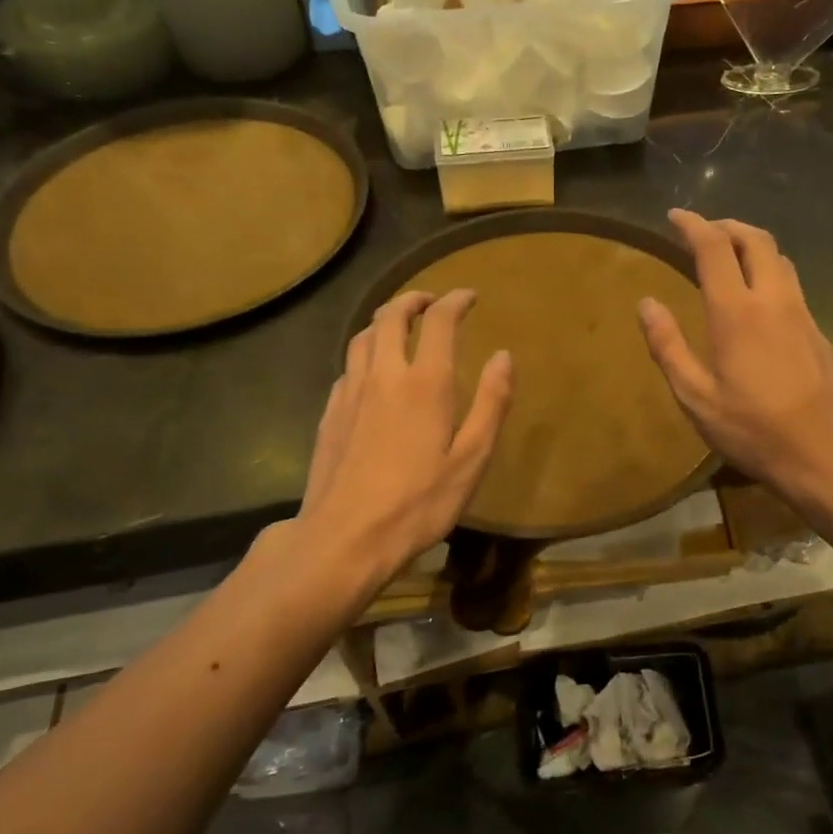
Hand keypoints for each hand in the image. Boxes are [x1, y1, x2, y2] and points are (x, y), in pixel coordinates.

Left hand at [292, 290, 512, 600]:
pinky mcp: (329, 413)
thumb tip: (503, 356)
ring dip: (384, 321)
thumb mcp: (472, 459)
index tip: (469, 296)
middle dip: (414, 299)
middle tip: (431, 301)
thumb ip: (491, 403)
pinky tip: (373, 374)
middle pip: (391, 315)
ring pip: (363, 336)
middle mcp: (384, 374)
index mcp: (425, 382)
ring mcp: (350, 392)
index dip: (456, 300)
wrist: (345, 537)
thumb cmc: (419, 502)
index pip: (439, 321)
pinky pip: (348, 367)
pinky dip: (366, 354)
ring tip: (401, 327)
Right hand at [638, 210, 832, 509]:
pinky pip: (791, 282)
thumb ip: (668, 346)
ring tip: (728, 255)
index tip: (674, 217)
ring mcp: (802, 313)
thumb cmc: (753, 430)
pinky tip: (757, 296)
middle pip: (755, 239)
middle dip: (726, 225)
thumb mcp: (696, 397)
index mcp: (737, 312)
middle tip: (702, 231)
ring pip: (779, 258)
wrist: (827, 455)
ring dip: (751, 244)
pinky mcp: (818, 330)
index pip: (715, 247)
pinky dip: (768, 270)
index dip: (693, 225)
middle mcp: (773, 300)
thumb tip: (646, 303)